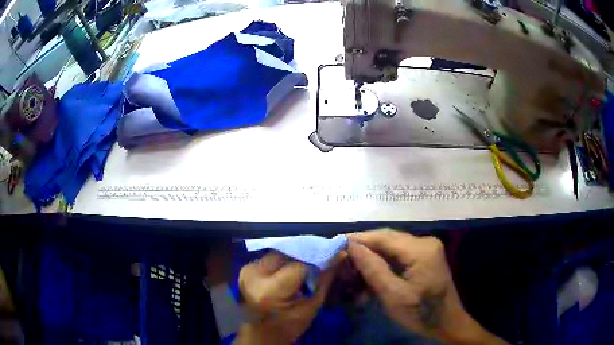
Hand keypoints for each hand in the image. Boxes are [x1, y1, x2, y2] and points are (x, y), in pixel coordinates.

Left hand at [235, 251, 338, 344]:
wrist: (261, 334)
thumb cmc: (289, 326)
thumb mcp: (311, 307)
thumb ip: (324, 279)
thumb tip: (339, 255)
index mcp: (269, 290)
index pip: (299, 265)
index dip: (318, 259)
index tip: (334, 256)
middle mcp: (254, 275)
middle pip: (287, 254)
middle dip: (306, 255)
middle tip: (321, 259)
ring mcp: (247, 270)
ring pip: (279, 253)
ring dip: (295, 257)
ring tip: (308, 264)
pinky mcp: (246, 269)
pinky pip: (271, 258)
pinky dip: (284, 261)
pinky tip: (293, 268)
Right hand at [348, 229, 507, 344]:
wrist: (448, 323)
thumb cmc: (422, 313)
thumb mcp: (393, 296)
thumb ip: (373, 269)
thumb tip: (351, 246)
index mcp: (421, 249)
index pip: (383, 237)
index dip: (359, 239)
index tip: (336, 245)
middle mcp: (425, 242)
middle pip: (388, 239)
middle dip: (364, 249)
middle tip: (342, 259)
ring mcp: (427, 248)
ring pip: (392, 247)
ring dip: (373, 258)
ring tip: (353, 270)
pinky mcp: (426, 257)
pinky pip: (399, 255)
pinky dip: (384, 264)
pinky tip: (371, 275)